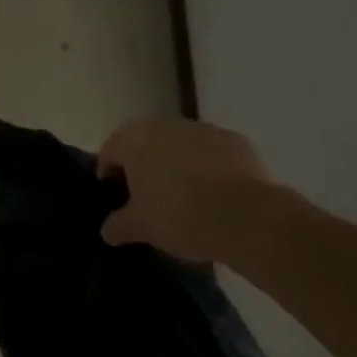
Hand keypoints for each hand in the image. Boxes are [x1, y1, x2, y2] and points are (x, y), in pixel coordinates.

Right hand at [96, 118, 280, 262]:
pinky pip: (211, 151)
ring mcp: (200, 129)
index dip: (108, 172)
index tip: (116, 194)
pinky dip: (208, 165)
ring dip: (175, 161)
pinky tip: (217, 192)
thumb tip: (107, 230)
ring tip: (185, 193)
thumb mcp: (142, 228)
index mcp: (134, 142)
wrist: (249, 216)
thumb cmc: (181, 217)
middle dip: (142, 163)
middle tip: (147, 193)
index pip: (109, 150)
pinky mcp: (234, 140)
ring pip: (178, 143)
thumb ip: (119, 225)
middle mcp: (163, 126)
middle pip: (143, 141)